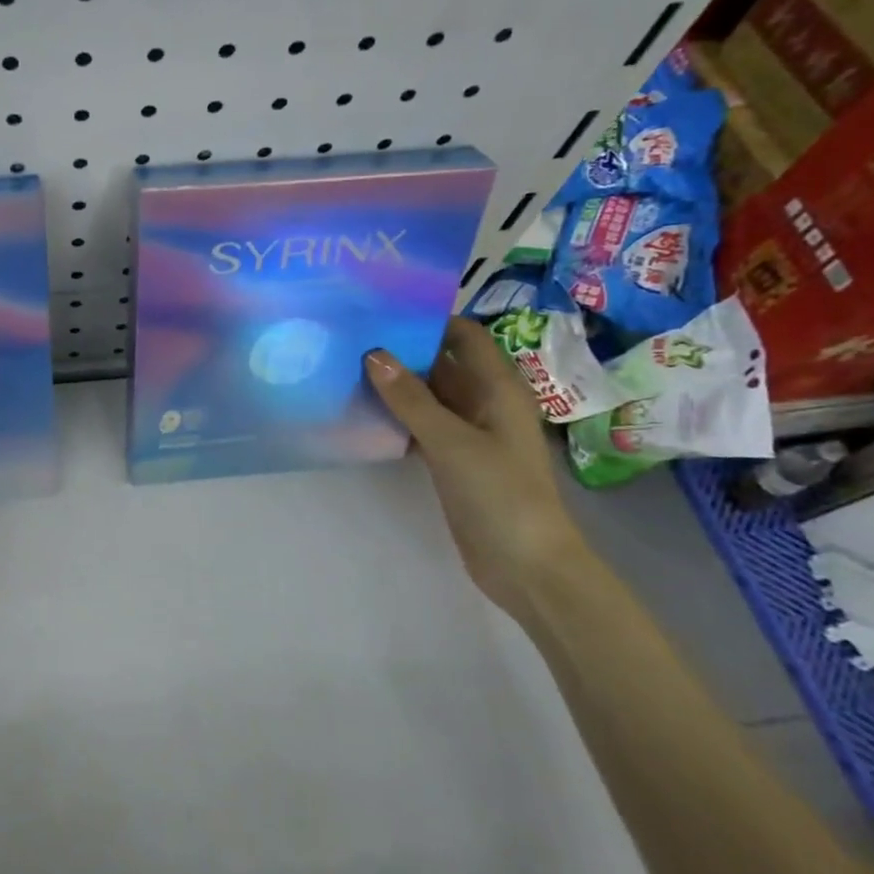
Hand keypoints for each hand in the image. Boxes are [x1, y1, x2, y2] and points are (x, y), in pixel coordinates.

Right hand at [366, 318, 589, 621]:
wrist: (526, 564)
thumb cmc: (501, 493)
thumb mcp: (453, 442)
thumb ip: (411, 399)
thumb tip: (373, 354)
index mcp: (498, 388)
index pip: (465, 336)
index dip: (431, 319)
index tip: (383, 310)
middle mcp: (484, 403)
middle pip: (443, 363)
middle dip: (404, 350)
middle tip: (352, 337)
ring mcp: (468, 433)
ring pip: (428, 396)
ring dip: (396, 385)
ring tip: (347, 368)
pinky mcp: (453, 460)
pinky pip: (421, 426)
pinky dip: (396, 417)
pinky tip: (361, 415)